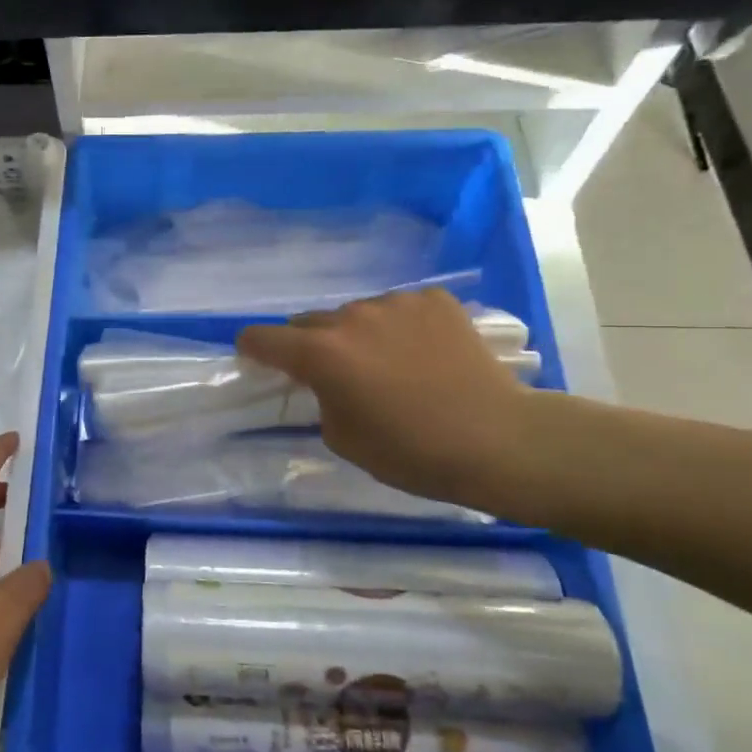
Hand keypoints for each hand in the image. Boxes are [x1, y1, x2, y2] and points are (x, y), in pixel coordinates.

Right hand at [237, 289, 530, 507]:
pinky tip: (422, 353)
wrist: (497, 440)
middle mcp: (351, 317)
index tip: (256, 358)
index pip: (262, 337)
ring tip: (387, 364)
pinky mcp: (435, 300)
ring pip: (356, 314)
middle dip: (310, 345)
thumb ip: (320, 397)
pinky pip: (399, 309)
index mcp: (321, 353)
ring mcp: (396, 303)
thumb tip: (326, 381)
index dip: (253, 349)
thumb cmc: (410, 452)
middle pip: (309, 322)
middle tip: (333, 373)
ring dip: (357, 334)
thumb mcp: (341, 438)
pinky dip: (399, 327)